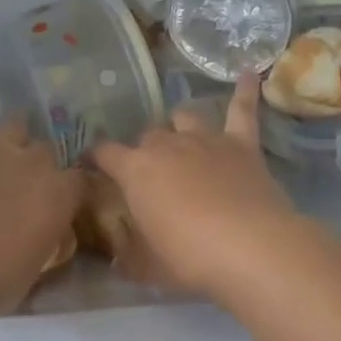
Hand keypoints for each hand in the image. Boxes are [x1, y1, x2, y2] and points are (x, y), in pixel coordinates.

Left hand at [0, 77, 83, 312]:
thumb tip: (43, 243)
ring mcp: (2, 146)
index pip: (79, 182)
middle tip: (26, 177)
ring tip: (16, 126)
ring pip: (18, 126)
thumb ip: (40, 249)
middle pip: (47, 152)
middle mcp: (38, 164)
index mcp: (60, 198)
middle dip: (40, 162)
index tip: (66, 196)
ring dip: (17, 128)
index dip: (72, 187)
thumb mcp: (28, 275)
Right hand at [92, 74, 323, 302]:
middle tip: (152, 176)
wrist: (250, 246)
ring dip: (180, 125)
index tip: (90, 164)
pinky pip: (242, 109)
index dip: (95, 158)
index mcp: (136, 170)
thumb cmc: (190, 257)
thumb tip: (117, 255)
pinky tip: (247, 74)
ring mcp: (205, 138)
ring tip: (183, 137)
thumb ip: (129, 254)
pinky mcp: (241, 143)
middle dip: (145, 151)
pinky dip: (244, 92)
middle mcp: (166, 144)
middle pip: (148, 137)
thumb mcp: (148, 266)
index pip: (105, 153)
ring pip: (185, 117)